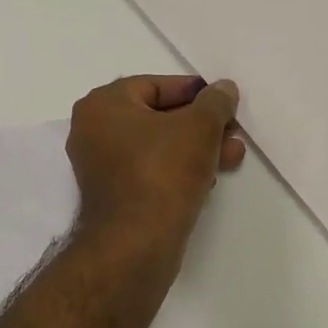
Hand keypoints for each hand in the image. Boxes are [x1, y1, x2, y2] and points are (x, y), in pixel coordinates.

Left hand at [67, 75, 244, 252]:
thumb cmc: (163, 172)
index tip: (227, 103)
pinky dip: (179, 170)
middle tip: (234, 133)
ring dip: (197, 149)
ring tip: (232, 156)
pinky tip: (209, 178)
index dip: (197, 92)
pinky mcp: (114, 196)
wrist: (137, 243)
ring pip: (158, 147)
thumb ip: (215, 102)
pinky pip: (151, 171)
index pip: (157, 85)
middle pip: (158, 117)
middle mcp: (94, 131)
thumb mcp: (200, 127)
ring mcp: (101, 166)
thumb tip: (223, 89)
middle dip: (202, 125)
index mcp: (104, 104)